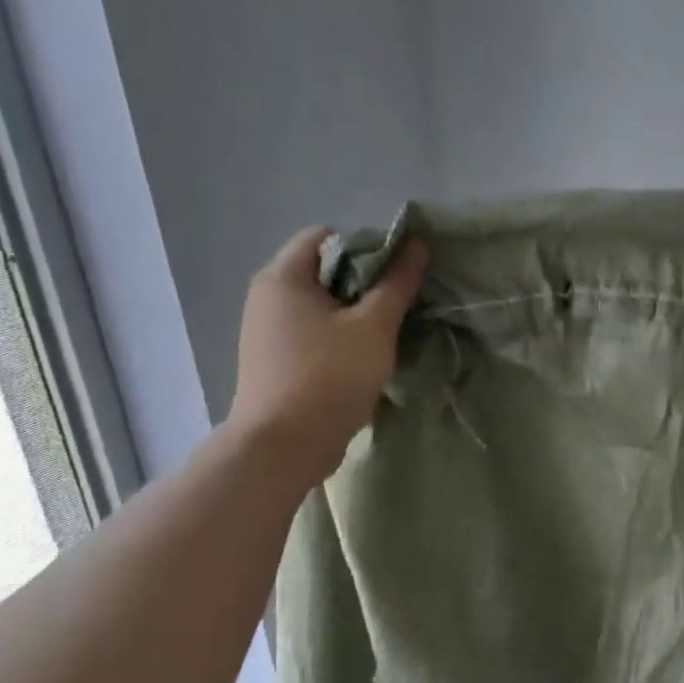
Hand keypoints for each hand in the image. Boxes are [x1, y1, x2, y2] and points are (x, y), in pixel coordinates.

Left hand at [225, 226, 427, 483]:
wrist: (284, 446)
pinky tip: (364, 360)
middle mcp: (267, 296)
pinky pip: (314, 332)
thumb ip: (397, 283)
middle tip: (401, 306)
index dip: (369, 246)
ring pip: (323, 305)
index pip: (328, 235)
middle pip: (326, 270)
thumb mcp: (374, 326)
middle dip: (367, 283)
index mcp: (284, 276)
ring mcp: (267, 330)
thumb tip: (416, 244)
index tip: (399, 276)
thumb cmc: (330, 376)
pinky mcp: (275, 360)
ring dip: (357, 314)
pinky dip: (340, 337)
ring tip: (387, 335)